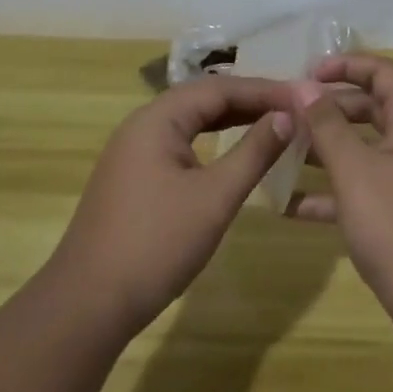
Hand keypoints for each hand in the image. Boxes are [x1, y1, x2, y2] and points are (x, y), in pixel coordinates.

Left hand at [46, 75, 298, 340]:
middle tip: (293, 108)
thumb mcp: (215, 197)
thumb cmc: (157, 244)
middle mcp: (142, 125)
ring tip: (273, 123)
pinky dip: (211, 141)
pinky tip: (232, 152)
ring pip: (190, 122)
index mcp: (157, 119)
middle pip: (203, 99)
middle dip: (249, 101)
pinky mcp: (133, 176)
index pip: (219, 88)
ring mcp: (133, 151)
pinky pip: (180, 143)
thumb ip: (254, 152)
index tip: (303, 98)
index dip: (264, 90)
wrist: (89, 303)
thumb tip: (287, 117)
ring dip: (231, 119)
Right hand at [289, 54, 392, 351]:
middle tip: (290, 115)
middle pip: (374, 109)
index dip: (346, 65)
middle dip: (330, 109)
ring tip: (284, 152)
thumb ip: (326, 125)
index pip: (384, 73)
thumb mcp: (354, 171)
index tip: (306, 74)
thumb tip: (303, 86)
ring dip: (328, 149)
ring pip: (367, 150)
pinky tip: (293, 206)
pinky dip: (335, 191)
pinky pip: (368, 188)